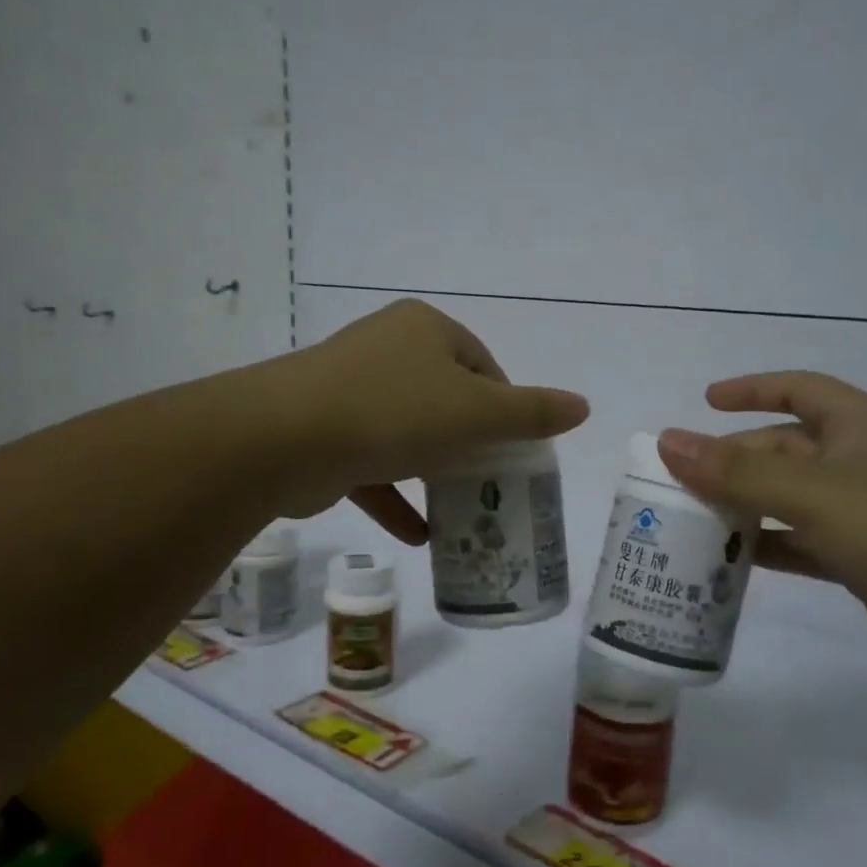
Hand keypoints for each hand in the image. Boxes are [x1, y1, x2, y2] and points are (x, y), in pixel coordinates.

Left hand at [275, 299, 589, 541]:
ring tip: (463, 509)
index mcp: (424, 330)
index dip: (504, 406)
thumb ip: (531, 413)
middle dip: (469, 443)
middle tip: (492, 481)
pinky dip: (395, 499)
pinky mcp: (325, 433)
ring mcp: (349, 391)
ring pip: (407, 434)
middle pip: (444, 399)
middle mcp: (385, 350)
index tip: (515, 448)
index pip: (481, 365)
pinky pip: (372, 466)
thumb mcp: (476, 412)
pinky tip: (420, 536)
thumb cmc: (394, 412)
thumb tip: (583, 406)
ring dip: (433, 473)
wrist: (283, 439)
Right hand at [655, 372, 866, 685]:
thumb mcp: (814, 494)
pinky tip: (730, 561)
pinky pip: (802, 541)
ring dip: (745, 506)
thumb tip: (668, 440)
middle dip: (734, 460)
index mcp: (860, 426)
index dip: (751, 389)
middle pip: (784, 448)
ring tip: (692, 520)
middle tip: (679, 481)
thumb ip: (738, 471)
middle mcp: (861, 461)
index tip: (705, 402)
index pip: (798, 389)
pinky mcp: (864, 558)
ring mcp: (864, 512)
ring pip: (789, 498)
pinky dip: (768, 546)